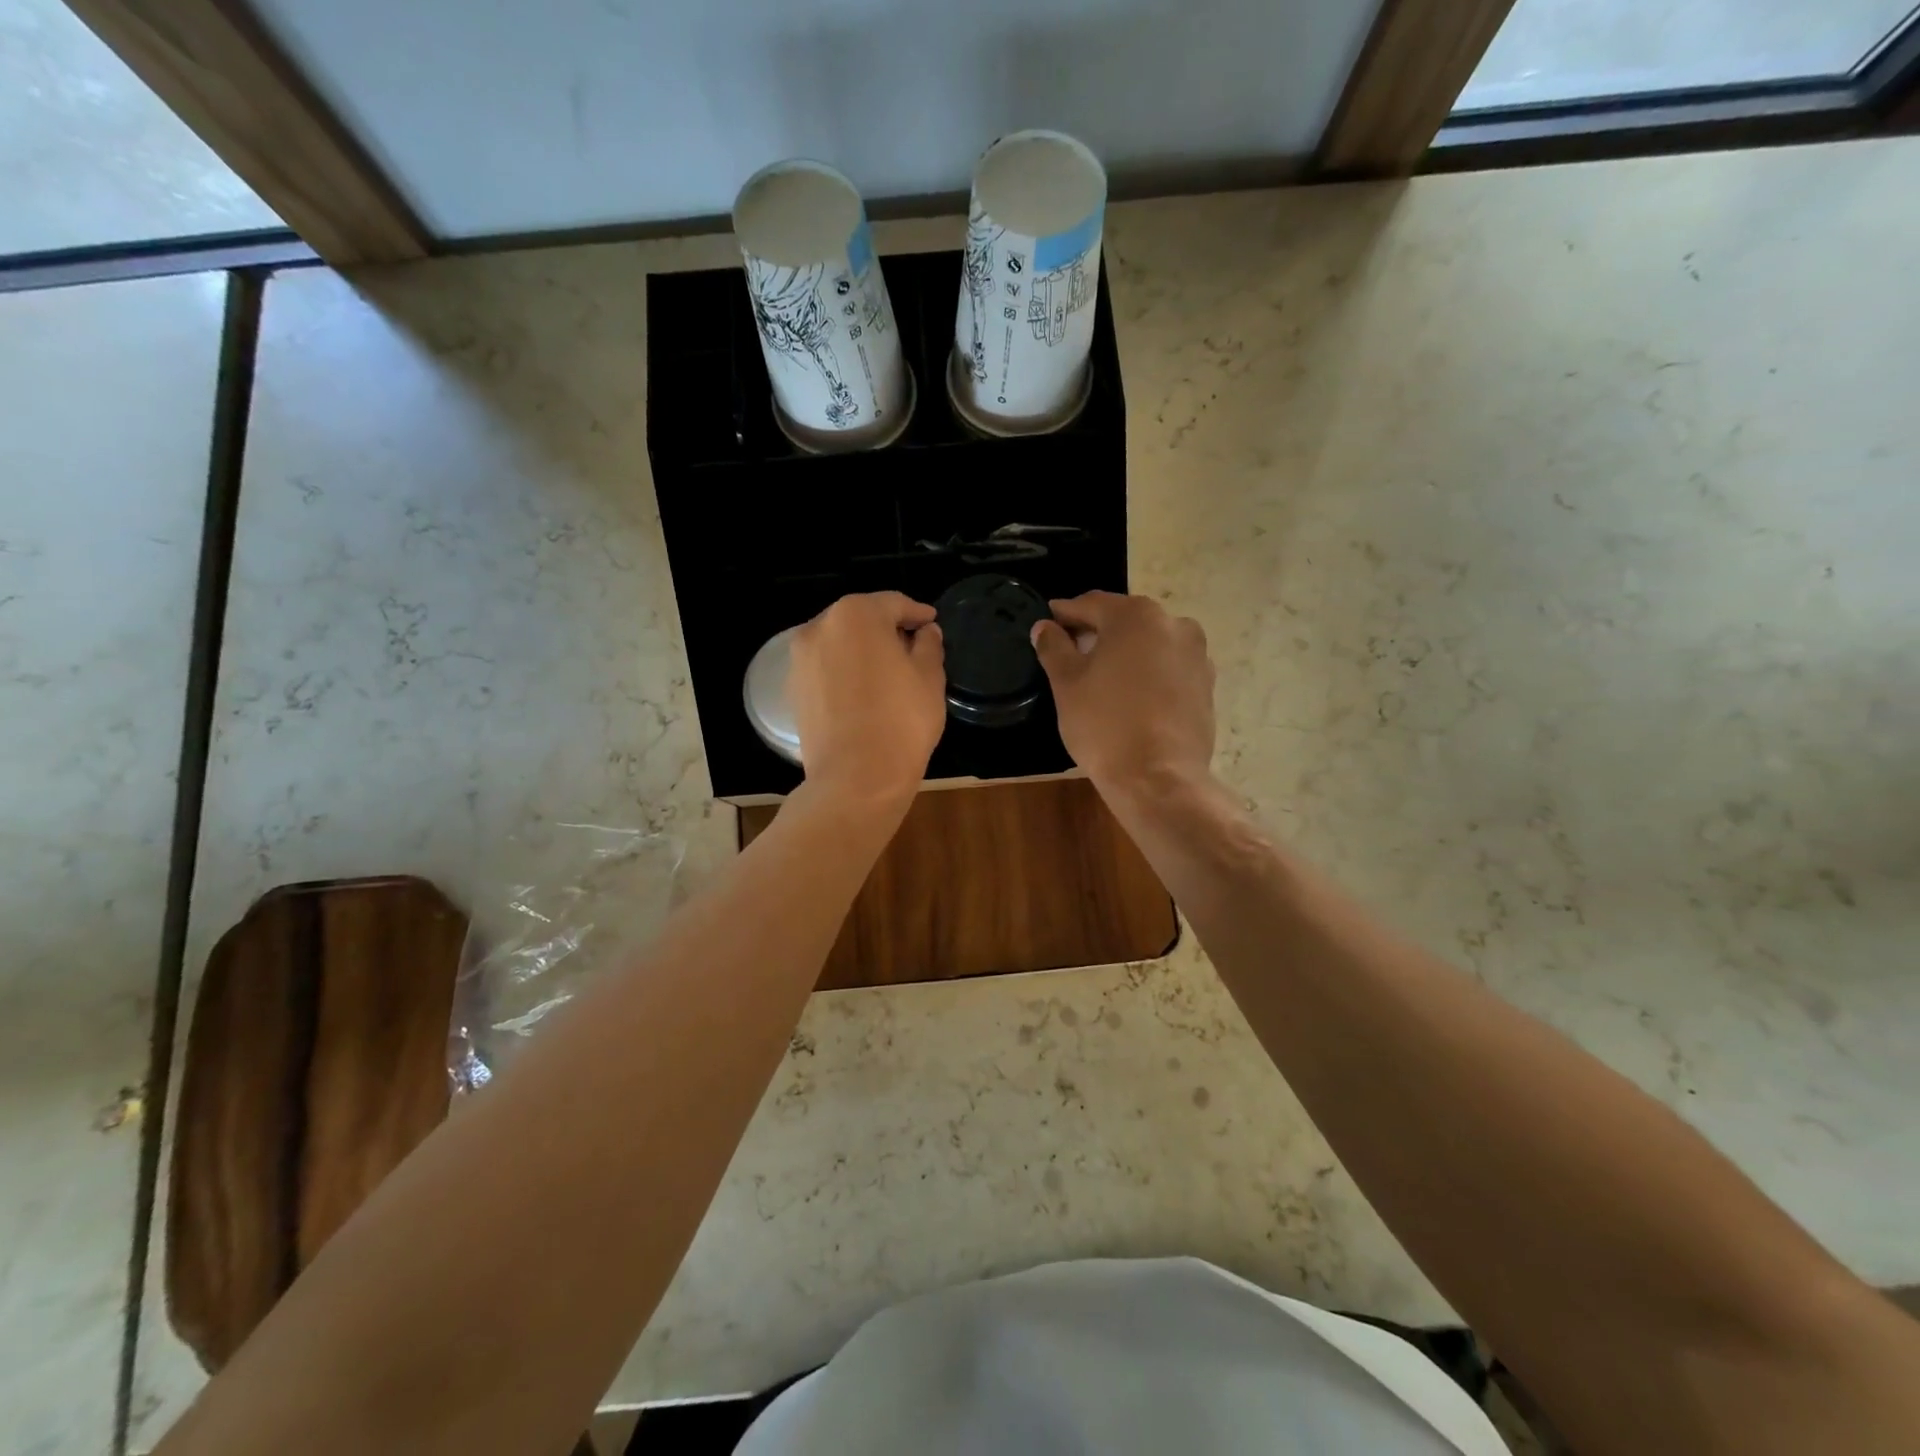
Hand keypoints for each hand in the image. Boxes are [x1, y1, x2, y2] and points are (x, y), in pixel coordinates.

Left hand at [789, 592, 946, 809]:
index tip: (932, 623)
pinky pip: (825, 669)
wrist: (856, 778)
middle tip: (913, 646)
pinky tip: (864, 691)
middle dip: (886, 629)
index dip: (917, 613)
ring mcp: (800, 659)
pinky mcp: (794, 689)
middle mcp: (820, 627)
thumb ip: (928, 646)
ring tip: (888, 671)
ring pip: (839, 644)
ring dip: (863, 650)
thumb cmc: (901, 721)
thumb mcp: (929, 678)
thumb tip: (926, 632)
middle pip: (860, 619)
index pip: (893, 603)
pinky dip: (844, 671)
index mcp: (856, 615)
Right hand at [1031, 592, 1215, 795]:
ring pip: (1150, 644)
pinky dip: (1149, 673)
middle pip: (1125, 620)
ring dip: (1126, 652)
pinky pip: (1169, 668)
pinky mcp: (1207, 685)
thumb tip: (1045, 626)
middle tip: (1071, 651)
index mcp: (1137, 616)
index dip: (1066, 613)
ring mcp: (1197, 655)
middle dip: (1098, 632)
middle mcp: (1174, 624)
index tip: (1049, 622)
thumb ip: (1054, 647)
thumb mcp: (1066, 684)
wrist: (1158, 778)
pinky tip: (1132, 696)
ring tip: (1103, 677)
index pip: (1092, 604)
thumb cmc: (1104, 724)